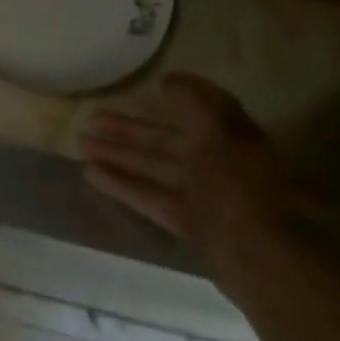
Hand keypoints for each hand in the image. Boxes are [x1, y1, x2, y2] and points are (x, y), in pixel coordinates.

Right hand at [81, 74, 294, 284]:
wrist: (258, 259)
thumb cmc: (236, 185)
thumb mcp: (216, 132)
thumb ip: (192, 102)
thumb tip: (169, 81)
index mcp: (230, 136)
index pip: (201, 107)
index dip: (178, 93)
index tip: (150, 83)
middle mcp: (217, 162)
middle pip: (166, 139)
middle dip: (129, 128)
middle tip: (91, 118)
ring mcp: (202, 195)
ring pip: (154, 167)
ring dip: (119, 155)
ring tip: (81, 145)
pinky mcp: (189, 223)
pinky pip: (151, 196)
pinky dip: (124, 184)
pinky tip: (91, 174)